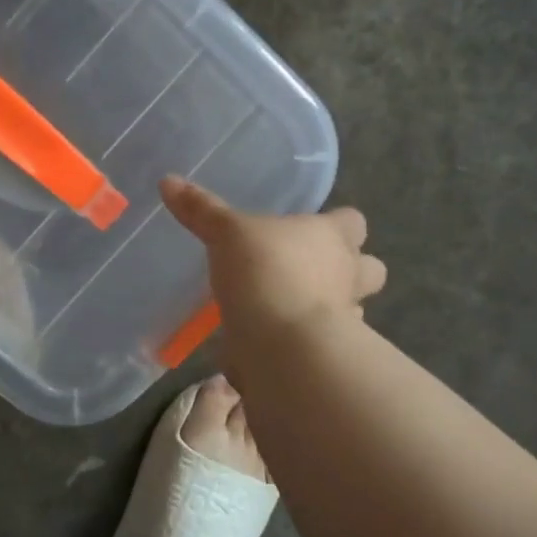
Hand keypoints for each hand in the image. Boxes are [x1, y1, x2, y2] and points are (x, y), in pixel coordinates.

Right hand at [161, 176, 385, 361]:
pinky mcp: (329, 357)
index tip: (315, 228)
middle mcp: (347, 274)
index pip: (353, 221)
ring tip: (292, 309)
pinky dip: (305, 343)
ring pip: (354, 308)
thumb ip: (201, 210)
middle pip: (369, 268)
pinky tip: (278, 343)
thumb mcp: (226, 234)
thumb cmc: (265, 272)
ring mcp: (345, 318)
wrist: (284, 346)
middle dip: (351, 270)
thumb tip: (167, 180)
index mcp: (330, 237)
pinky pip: (323, 345)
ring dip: (331, 308)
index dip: (339, 223)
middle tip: (313, 272)